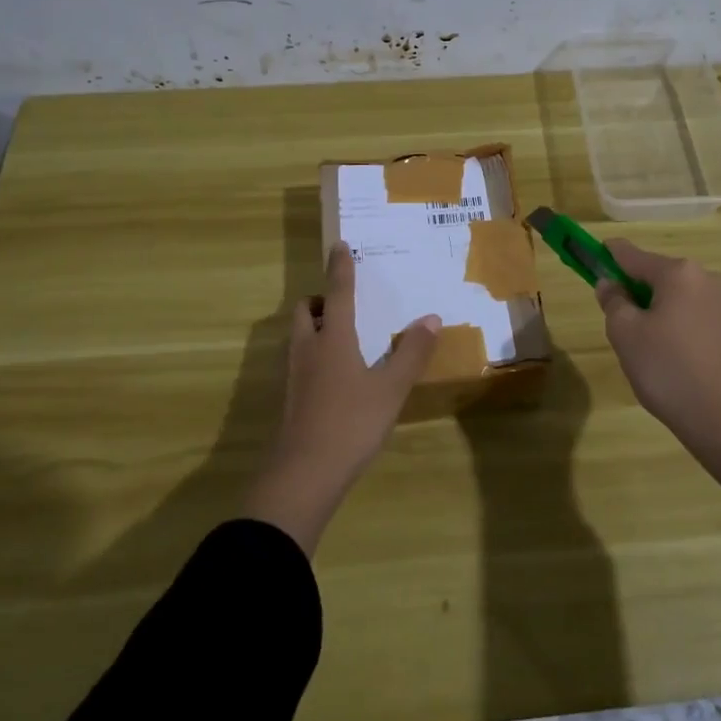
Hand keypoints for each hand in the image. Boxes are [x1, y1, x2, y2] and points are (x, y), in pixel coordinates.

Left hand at [241, 242, 440, 553]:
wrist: (303, 475)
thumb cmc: (351, 423)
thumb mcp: (391, 388)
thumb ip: (411, 353)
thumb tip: (430, 318)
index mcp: (332, 338)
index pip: (337, 292)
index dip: (340, 268)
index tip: (339, 245)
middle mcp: (308, 348)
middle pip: (306, 311)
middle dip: (321, 299)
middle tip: (344, 303)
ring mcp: (294, 375)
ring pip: (299, 336)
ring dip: (316, 325)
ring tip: (344, 336)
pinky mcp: (290, 399)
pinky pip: (301, 360)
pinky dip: (315, 353)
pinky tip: (336, 375)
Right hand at [598, 239, 720, 549]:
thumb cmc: (670, 371)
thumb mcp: (626, 335)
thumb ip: (613, 302)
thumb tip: (611, 284)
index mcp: (679, 273)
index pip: (632, 254)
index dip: (607, 255)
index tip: (590, 257)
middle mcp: (708, 280)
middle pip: (658, 277)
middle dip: (635, 293)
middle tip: (620, 328)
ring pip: (678, 301)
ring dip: (658, 315)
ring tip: (648, 355)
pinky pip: (697, 321)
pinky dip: (679, 332)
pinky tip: (675, 365)